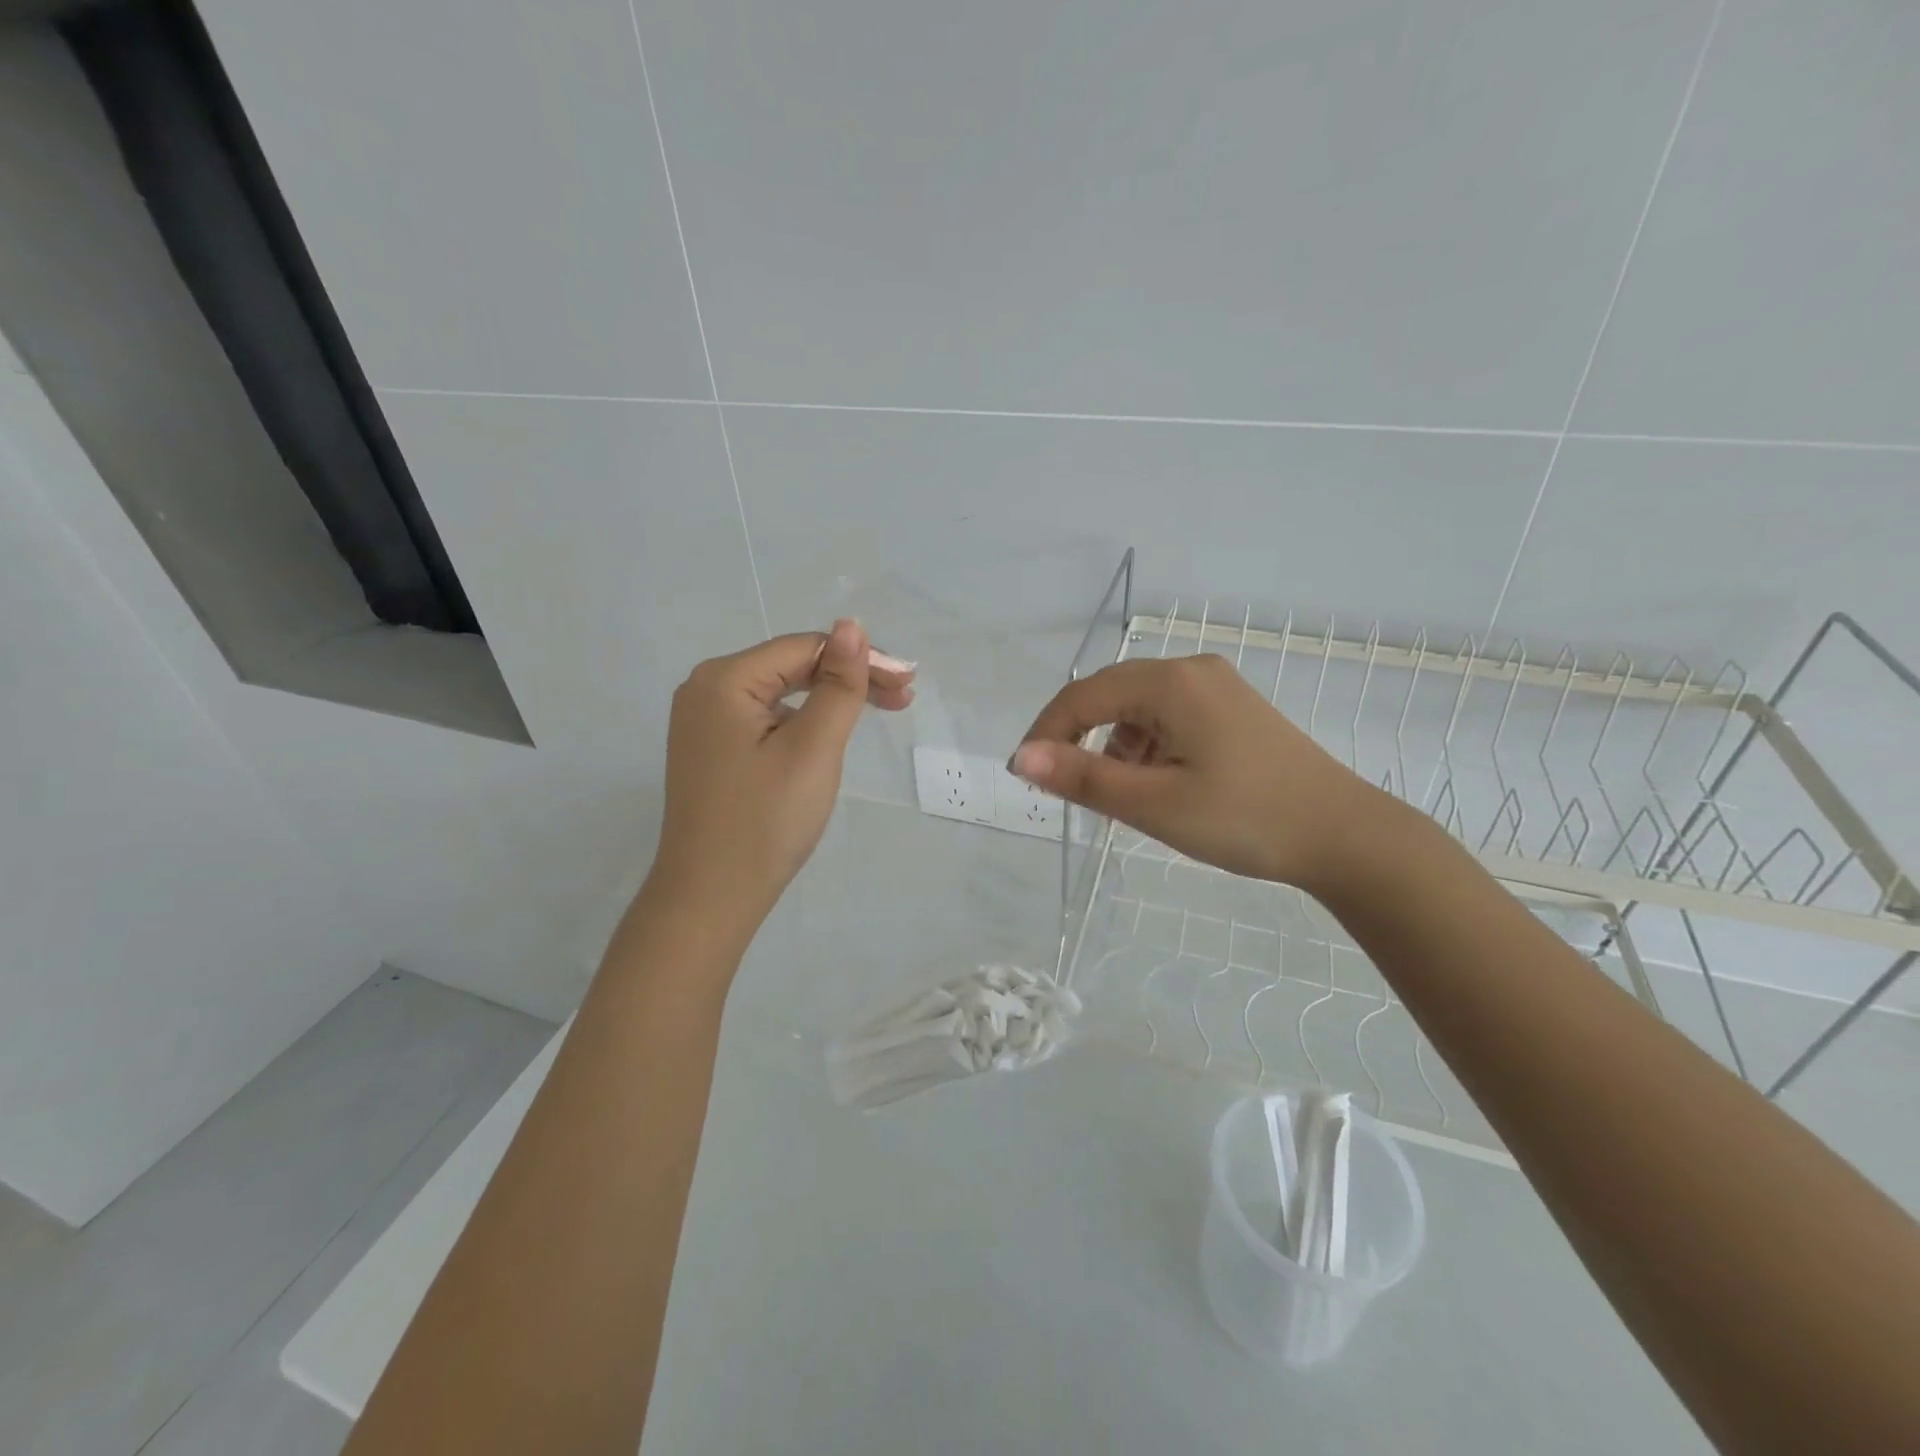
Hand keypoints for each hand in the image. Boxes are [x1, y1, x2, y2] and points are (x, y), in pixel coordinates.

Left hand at [647, 621, 913, 931]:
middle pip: (791, 667)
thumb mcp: (813, 749)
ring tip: (877, 713)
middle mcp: (705, 689)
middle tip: (903, 698)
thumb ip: (837, 685)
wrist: (710, 898)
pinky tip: (830, 734)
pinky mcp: (711, 749)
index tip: (908, 683)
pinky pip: (766, 719)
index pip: (805, 649)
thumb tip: (851, 626)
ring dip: (830, 700)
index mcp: (723, 679)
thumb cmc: (765, 821)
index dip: (861, 660)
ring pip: (781, 693)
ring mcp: (704, 721)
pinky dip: (804, 722)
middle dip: (849, 679)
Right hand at [1011, 654, 1382, 892]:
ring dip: (1116, 748)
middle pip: (1111, 696)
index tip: (1026, 776)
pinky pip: (1169, 719)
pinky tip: (1158, 785)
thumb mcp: (1154, 803)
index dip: (1046, 733)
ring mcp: (1217, 688)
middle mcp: (1191, 671)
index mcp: (1170, 682)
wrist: (1345, 836)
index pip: (1083, 696)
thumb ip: (1083, 777)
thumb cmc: (1244, 818)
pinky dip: (1148, 749)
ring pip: (1139, 710)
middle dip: (1080, 740)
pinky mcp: (1233, 710)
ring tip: (1121, 798)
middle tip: (1068, 789)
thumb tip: (1022, 757)